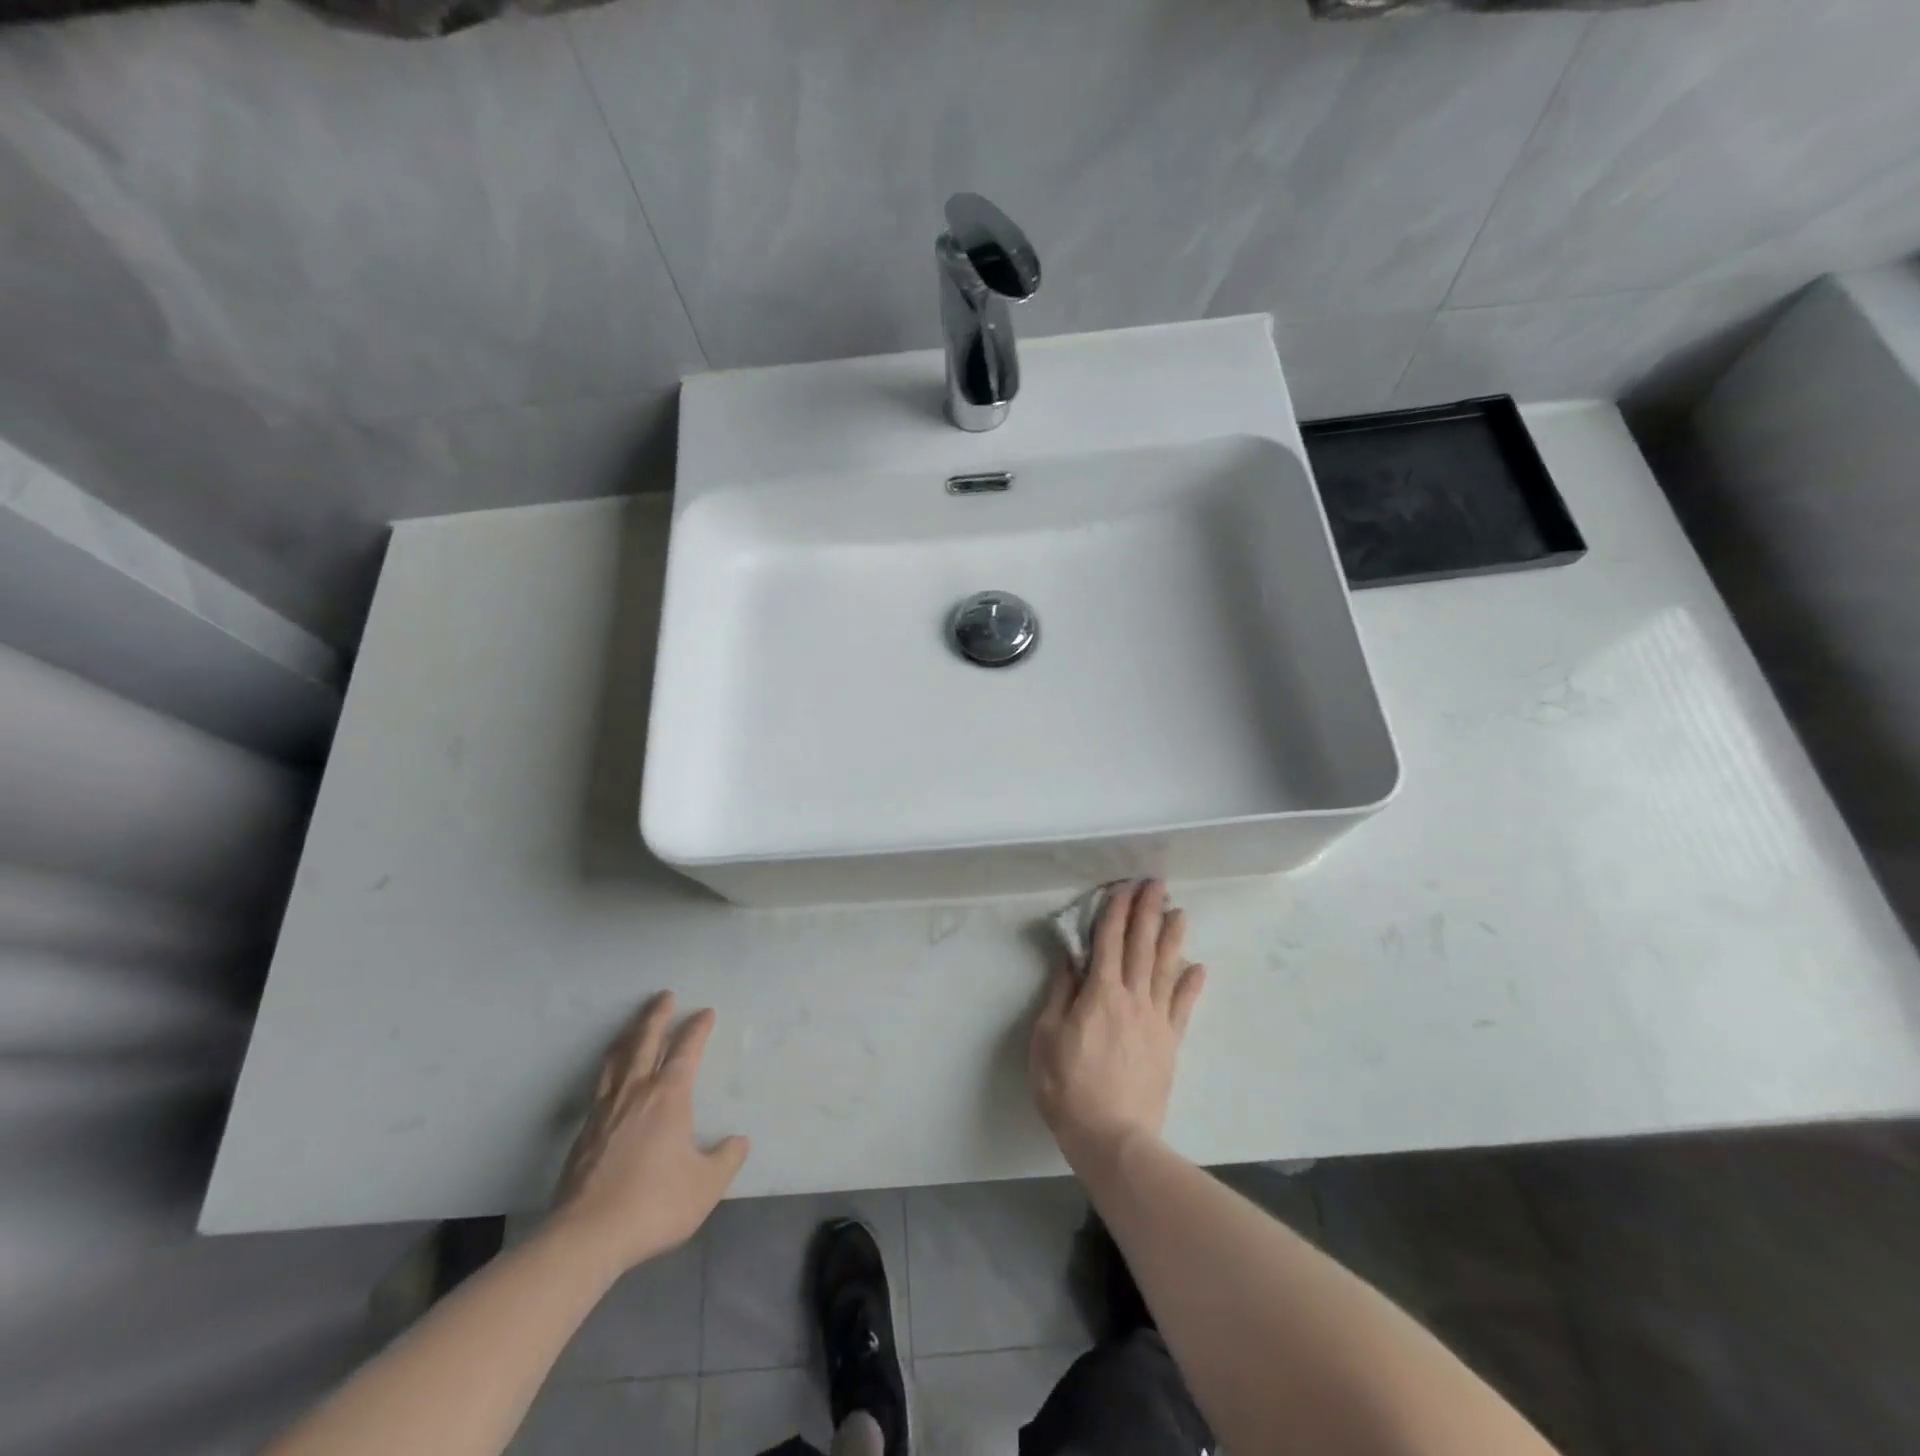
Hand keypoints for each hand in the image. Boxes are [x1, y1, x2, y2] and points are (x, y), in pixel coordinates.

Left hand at [549, 993, 749, 1276]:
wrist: (587, 1236)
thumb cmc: (654, 1202)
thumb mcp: (706, 1185)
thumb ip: (726, 1159)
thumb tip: (738, 1141)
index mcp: (669, 1095)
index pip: (686, 1049)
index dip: (697, 1028)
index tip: (705, 1012)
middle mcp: (636, 1091)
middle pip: (645, 1041)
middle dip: (657, 1016)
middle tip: (664, 996)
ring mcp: (604, 1110)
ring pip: (617, 1059)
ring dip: (628, 1035)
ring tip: (634, 1026)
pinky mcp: (583, 1133)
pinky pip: (600, 1084)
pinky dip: (609, 1066)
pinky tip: (609, 1076)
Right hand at [1030, 880, 1205, 1174]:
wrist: (1112, 1137)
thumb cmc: (1068, 1087)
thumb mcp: (1047, 1037)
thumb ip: (1061, 994)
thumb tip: (1071, 959)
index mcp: (1100, 994)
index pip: (1108, 941)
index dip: (1115, 911)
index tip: (1122, 887)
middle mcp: (1132, 998)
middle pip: (1141, 946)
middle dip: (1147, 911)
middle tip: (1156, 884)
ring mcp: (1156, 1020)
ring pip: (1166, 968)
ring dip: (1172, 937)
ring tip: (1179, 911)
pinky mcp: (1170, 1043)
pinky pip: (1183, 1007)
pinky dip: (1191, 984)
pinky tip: (1198, 966)